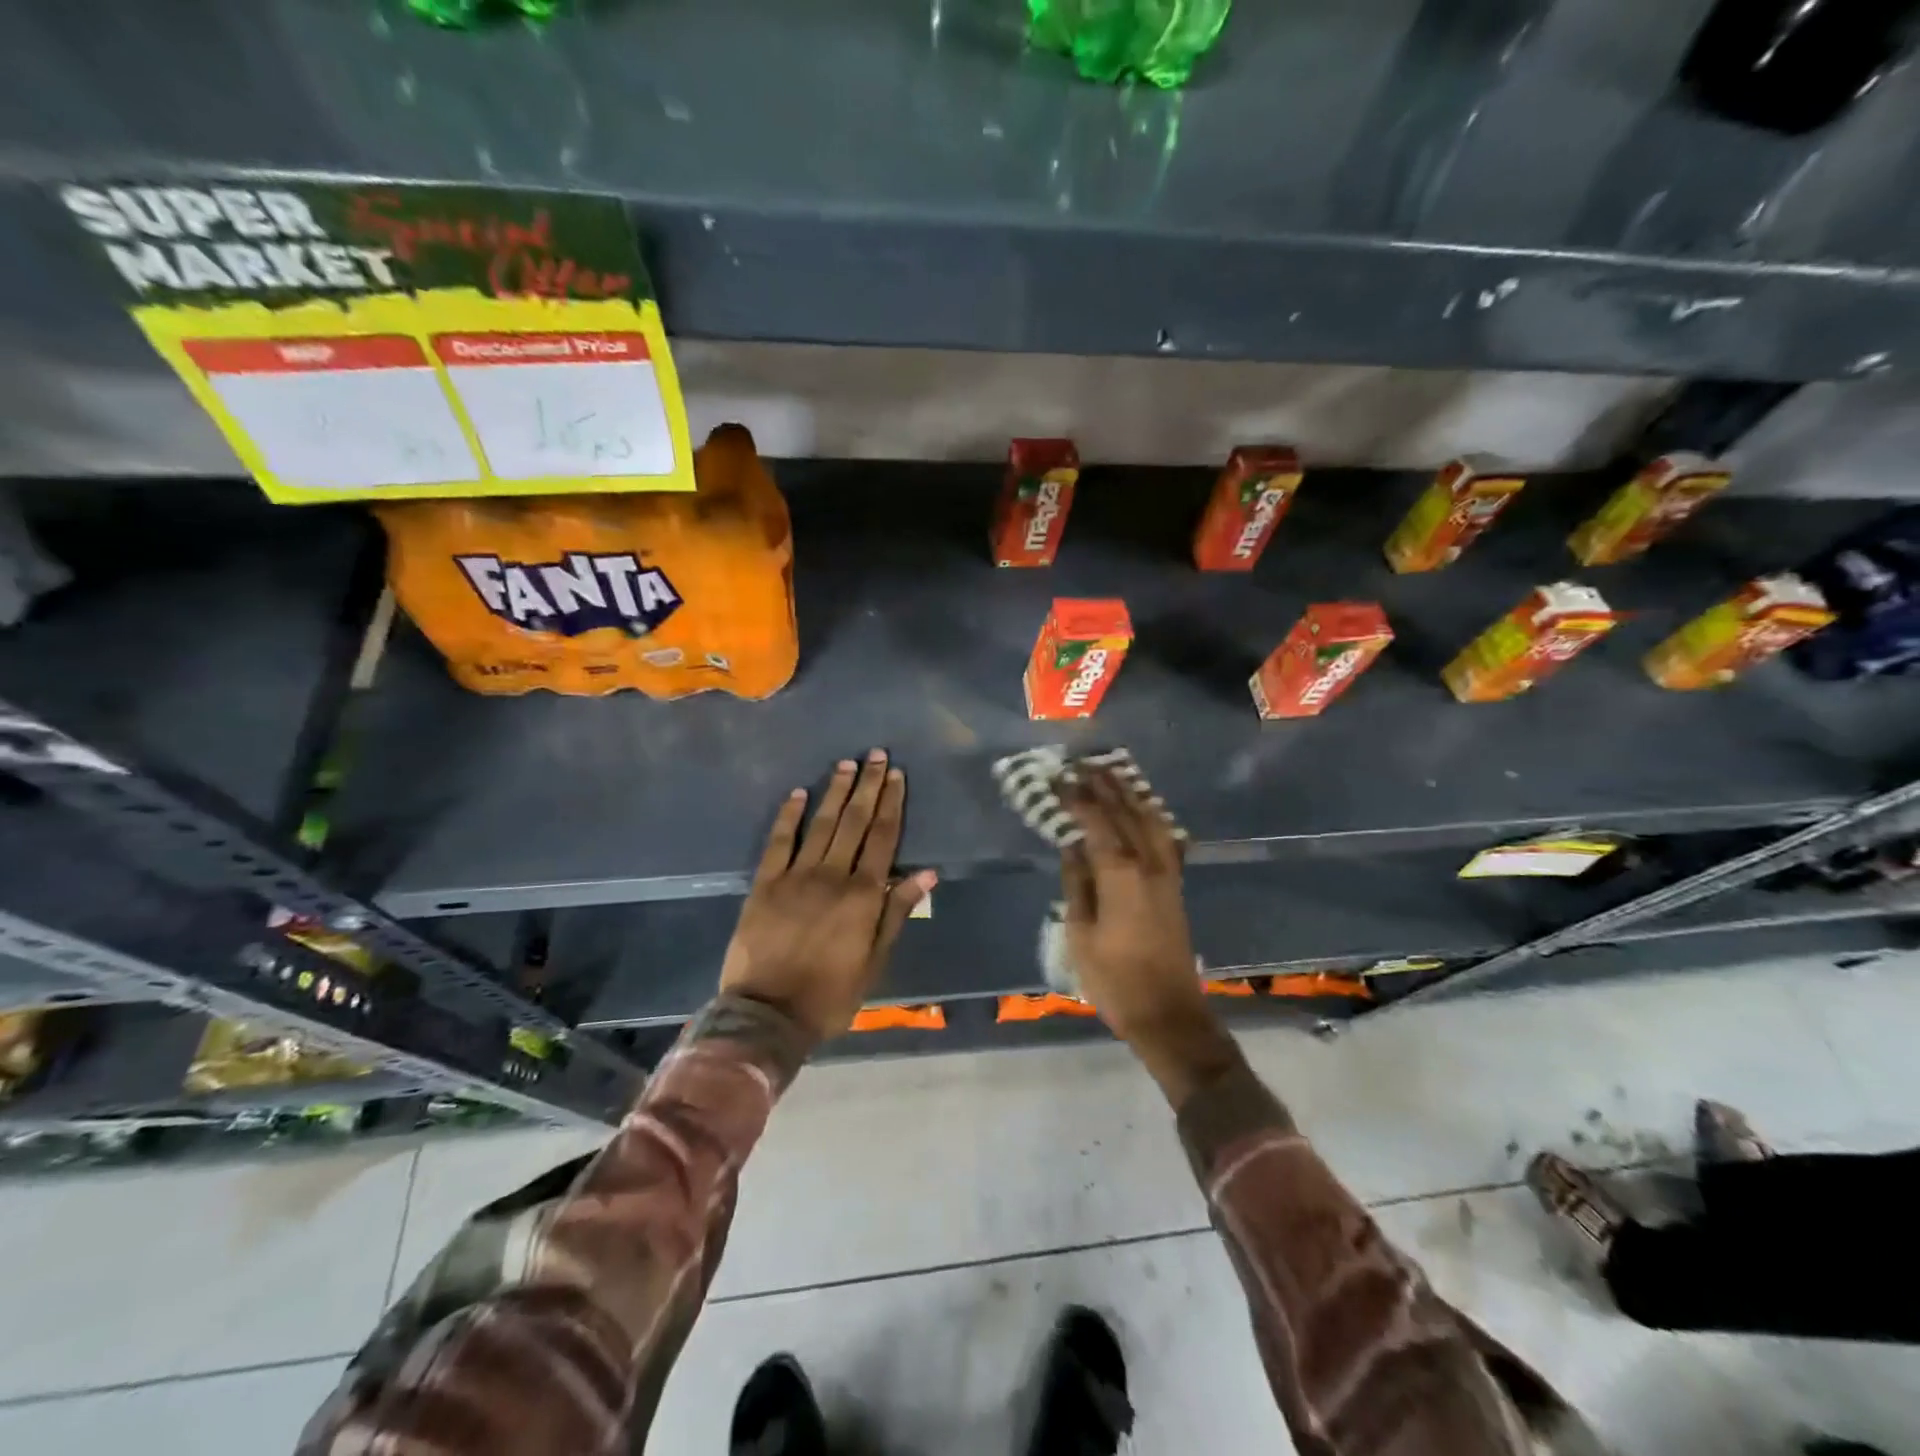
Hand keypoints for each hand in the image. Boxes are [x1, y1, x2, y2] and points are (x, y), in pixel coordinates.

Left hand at [720, 751, 936, 1040]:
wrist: (767, 1014)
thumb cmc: (830, 994)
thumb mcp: (874, 960)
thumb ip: (896, 912)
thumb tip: (926, 872)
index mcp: (862, 895)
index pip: (883, 838)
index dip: (891, 804)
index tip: (897, 776)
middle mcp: (832, 876)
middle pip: (855, 822)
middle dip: (868, 786)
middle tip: (876, 755)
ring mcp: (795, 876)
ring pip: (821, 824)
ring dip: (835, 792)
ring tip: (846, 764)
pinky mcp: (765, 883)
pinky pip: (779, 842)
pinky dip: (789, 816)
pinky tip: (798, 793)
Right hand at [1061, 768, 1238, 1103]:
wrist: (1168, 1012)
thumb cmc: (1115, 979)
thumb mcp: (1081, 934)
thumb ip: (1077, 884)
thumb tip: (1071, 846)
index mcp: (1121, 875)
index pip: (1097, 823)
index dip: (1078, 798)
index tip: (1060, 777)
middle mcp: (1149, 865)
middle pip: (1127, 813)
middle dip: (1104, 785)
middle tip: (1083, 763)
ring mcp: (1167, 874)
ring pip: (1150, 820)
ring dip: (1130, 794)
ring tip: (1112, 774)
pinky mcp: (1175, 886)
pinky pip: (1163, 837)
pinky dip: (1150, 815)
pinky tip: (1143, 809)